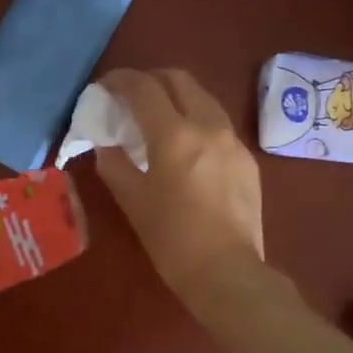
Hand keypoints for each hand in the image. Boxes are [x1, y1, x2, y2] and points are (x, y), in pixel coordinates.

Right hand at [95, 68, 264, 309]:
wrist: (227, 273)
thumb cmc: (172, 240)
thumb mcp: (132, 202)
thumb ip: (114, 163)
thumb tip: (107, 143)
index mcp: (175, 135)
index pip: (144, 88)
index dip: (120, 80)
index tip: (105, 87)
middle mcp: (208, 126)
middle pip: (179, 80)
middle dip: (151, 80)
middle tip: (131, 97)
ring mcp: (233, 141)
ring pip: (203, 98)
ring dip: (177, 97)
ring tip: (158, 119)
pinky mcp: (247, 159)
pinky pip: (218, 125)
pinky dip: (197, 121)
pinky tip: (186, 148)